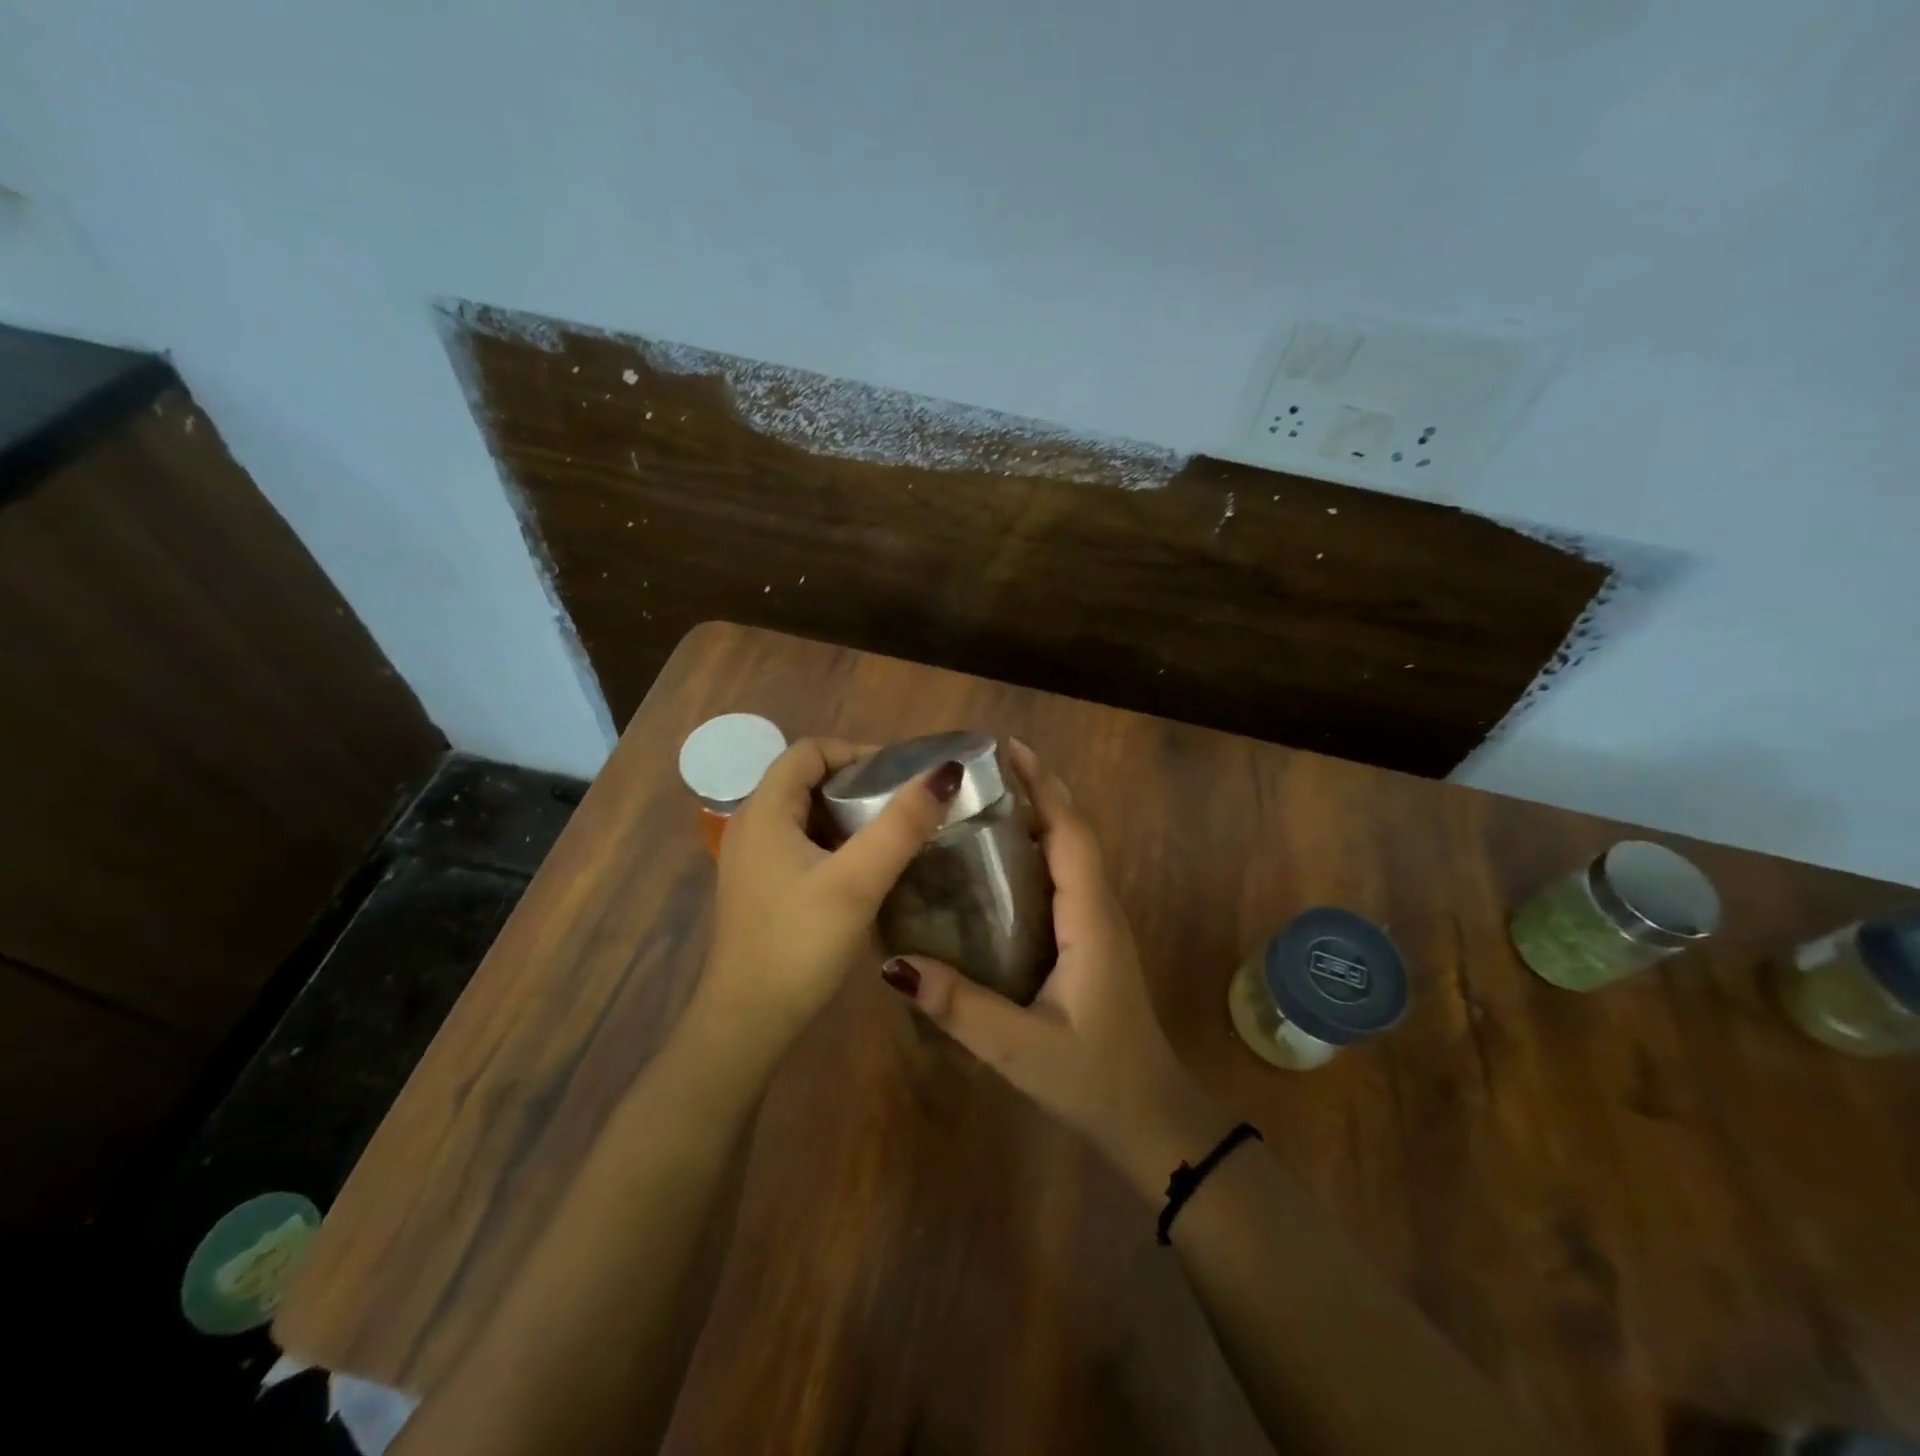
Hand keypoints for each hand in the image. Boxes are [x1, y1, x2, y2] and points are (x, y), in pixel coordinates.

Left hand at [698, 737, 963, 1053]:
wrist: (747, 1022)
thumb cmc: (799, 944)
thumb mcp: (857, 881)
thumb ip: (901, 826)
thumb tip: (944, 774)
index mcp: (764, 810)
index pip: (810, 750)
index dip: (857, 753)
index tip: (901, 776)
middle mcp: (751, 824)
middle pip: (806, 778)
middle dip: (857, 782)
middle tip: (904, 803)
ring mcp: (752, 858)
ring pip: (806, 812)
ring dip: (848, 813)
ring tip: (893, 831)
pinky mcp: (761, 885)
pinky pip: (801, 842)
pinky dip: (835, 840)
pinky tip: (864, 867)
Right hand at [879, 741, 1228, 1195]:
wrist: (1151, 1120)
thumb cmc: (1094, 1079)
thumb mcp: (1020, 1048)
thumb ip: (961, 1008)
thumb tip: (894, 963)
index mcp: (1089, 918)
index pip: (1070, 834)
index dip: (1044, 787)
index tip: (1009, 749)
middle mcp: (1099, 908)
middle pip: (1073, 831)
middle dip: (1038, 790)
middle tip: (984, 768)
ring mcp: (1099, 924)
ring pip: (1072, 853)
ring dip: (1041, 816)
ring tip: (987, 799)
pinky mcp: (1091, 940)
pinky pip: (1066, 877)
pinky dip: (1040, 850)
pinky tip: (1001, 861)